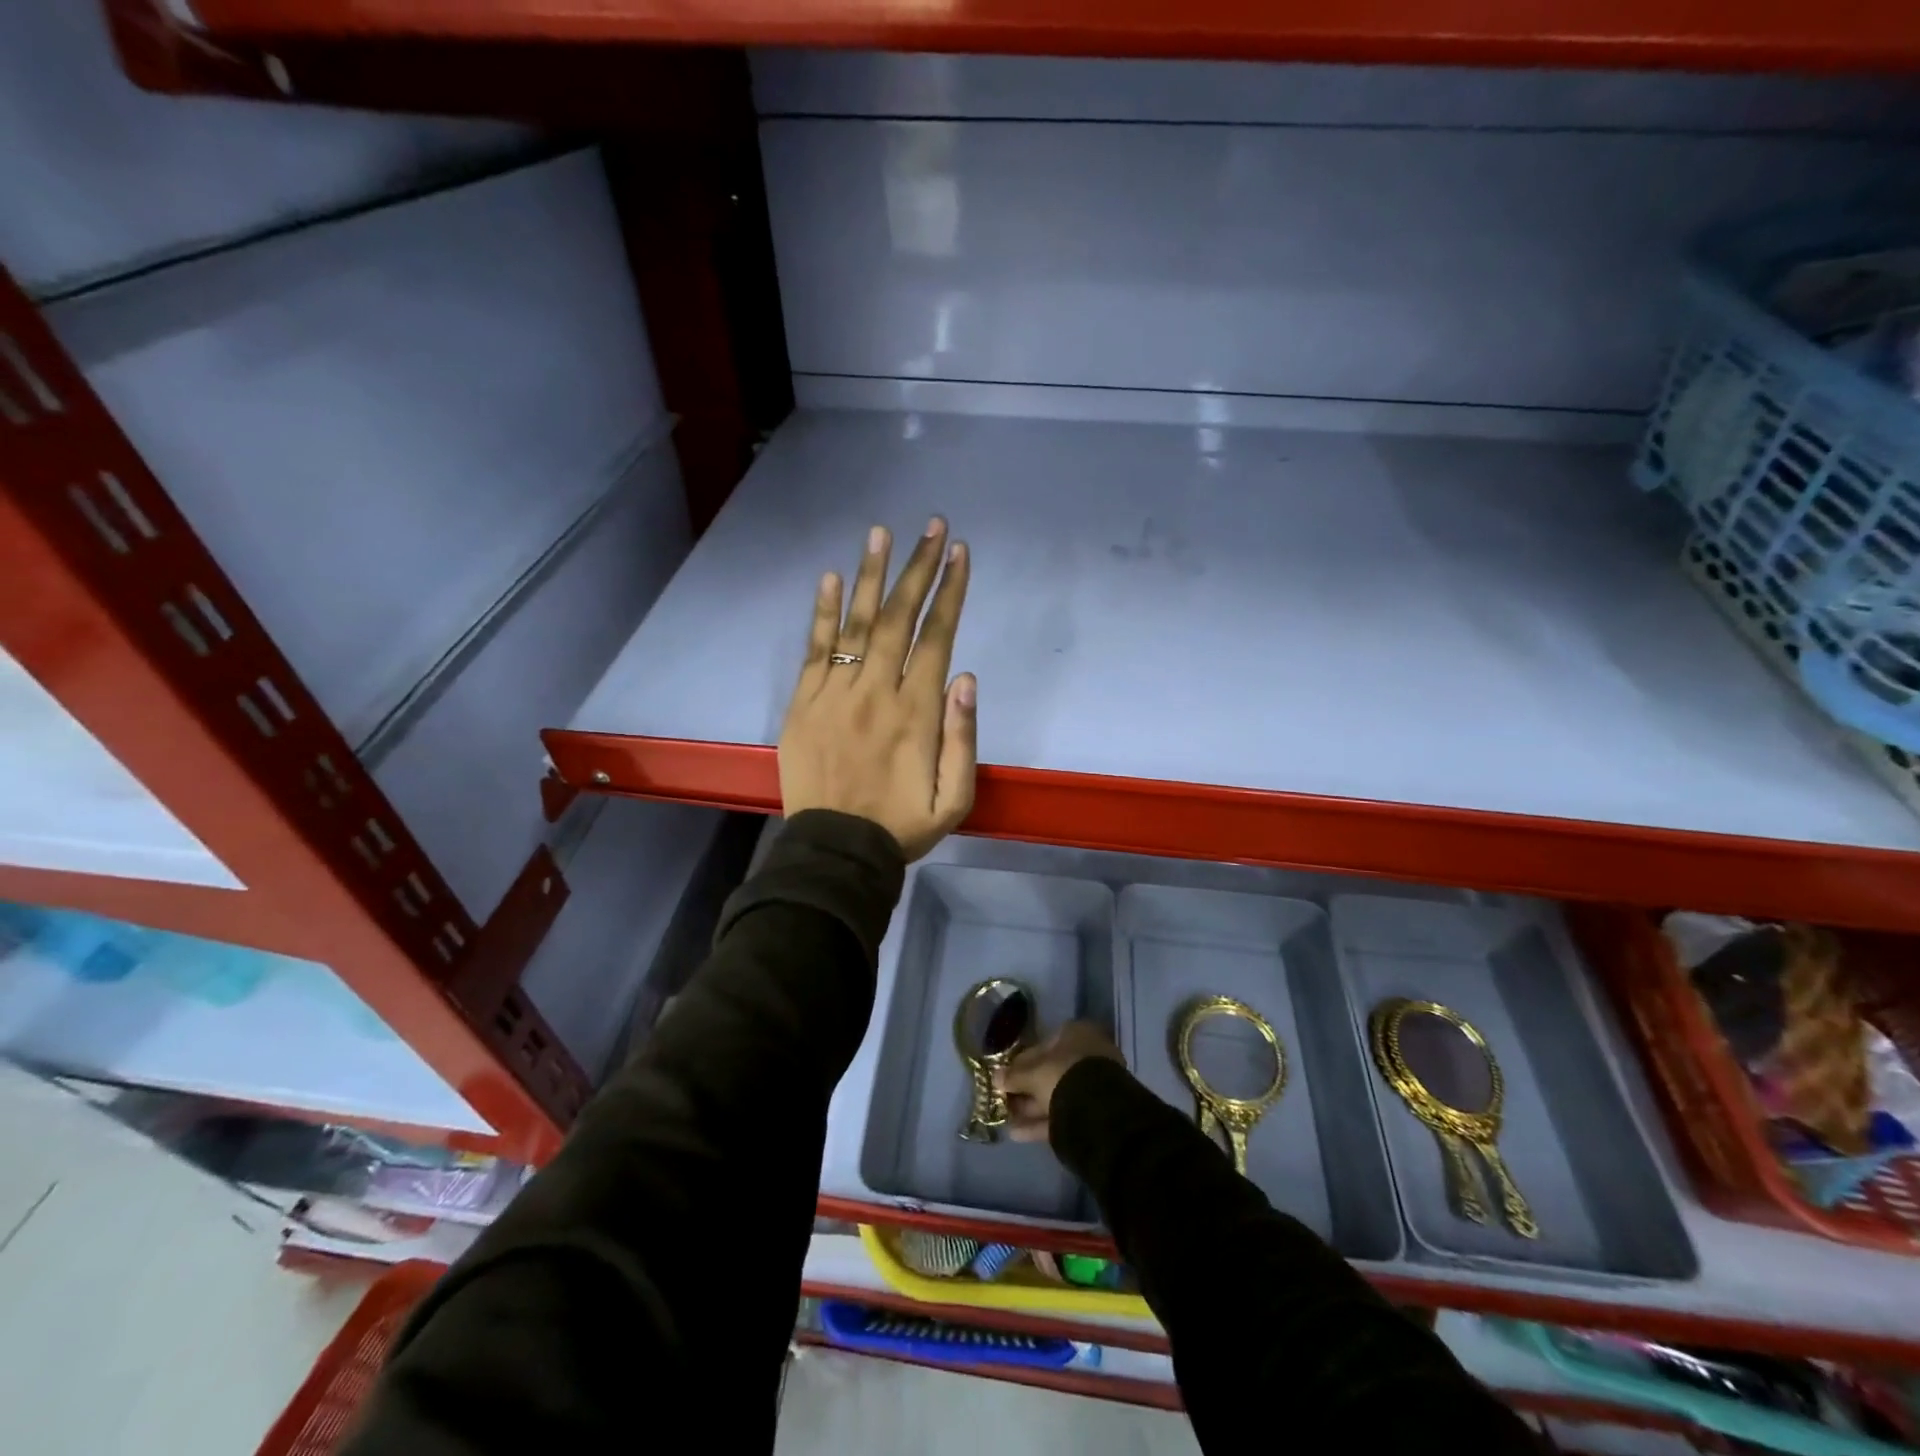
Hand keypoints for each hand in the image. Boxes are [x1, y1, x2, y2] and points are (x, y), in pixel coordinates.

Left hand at [779, 518, 975, 861]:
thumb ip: (963, 737)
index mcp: (916, 712)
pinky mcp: (803, 703)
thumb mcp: (955, 799)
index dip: (950, 592)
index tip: (960, 553)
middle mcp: (876, 691)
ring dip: (872, 575)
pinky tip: (832, 577)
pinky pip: (814, 649)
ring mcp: (834, 694)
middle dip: (918, 568)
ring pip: (856, 623)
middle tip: (932, 526)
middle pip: (899, 618)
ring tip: (882, 533)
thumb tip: (966, 677)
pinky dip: (823, 612)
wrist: (836, 850)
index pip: (936, 637)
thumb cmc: (902, 825)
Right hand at [997, 1022, 1125, 1143]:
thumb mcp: (1033, 1073)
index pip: (1043, 1045)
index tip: (1006, 1075)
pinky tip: (1017, 1133)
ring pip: (1056, 1094)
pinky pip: (1062, 1114)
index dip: (1021, 1062)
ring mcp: (1093, 1085)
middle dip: (1026, 1087)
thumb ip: (1013, 1075)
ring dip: (1030, 1106)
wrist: (1098, 1110)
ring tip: (1006, 1119)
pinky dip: (1040, 1123)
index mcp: (1077, 1034)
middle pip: (1050, 1071)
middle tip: (1004, 1099)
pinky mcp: (1094, 1112)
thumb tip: (995, 1077)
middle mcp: (1088, 1055)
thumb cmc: (1063, 1075)